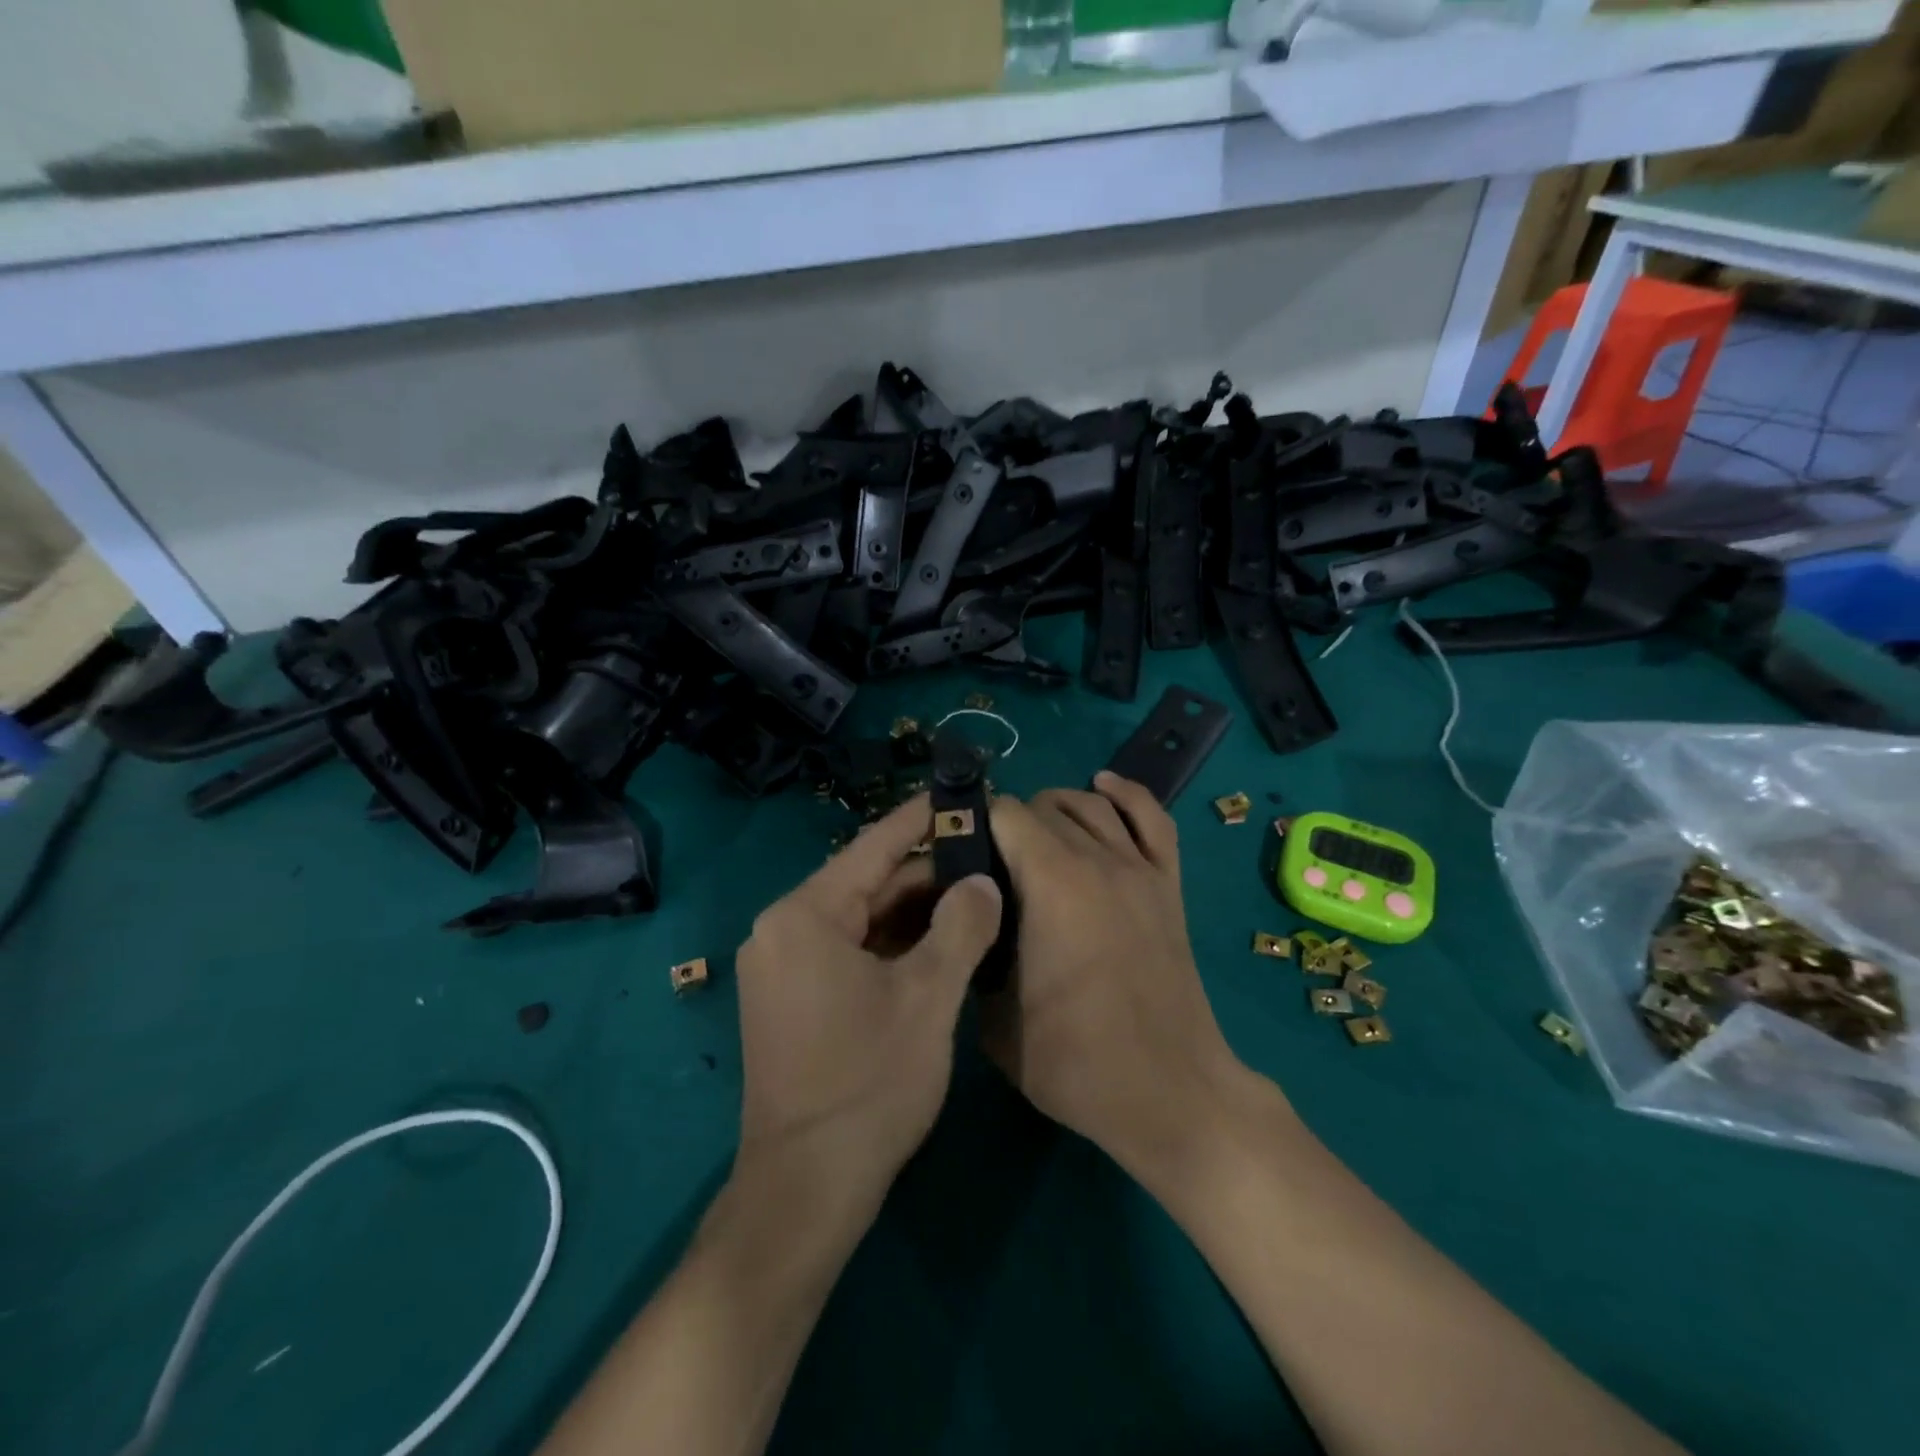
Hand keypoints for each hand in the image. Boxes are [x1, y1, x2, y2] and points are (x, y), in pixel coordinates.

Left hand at [733, 795, 1003, 1216]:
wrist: (805, 1191)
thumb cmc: (868, 1084)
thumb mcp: (929, 997)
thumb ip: (962, 926)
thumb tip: (983, 880)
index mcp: (805, 915)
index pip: (874, 847)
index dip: (921, 817)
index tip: (961, 792)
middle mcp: (783, 930)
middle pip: (867, 883)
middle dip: (928, 874)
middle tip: (988, 858)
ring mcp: (783, 967)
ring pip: (861, 919)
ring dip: (915, 912)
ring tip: (976, 896)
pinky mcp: (792, 1000)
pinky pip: (849, 951)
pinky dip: (893, 945)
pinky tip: (941, 944)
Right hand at [985, 772, 1247, 1173]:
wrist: (1170, 1093)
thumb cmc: (1075, 1062)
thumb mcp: (994, 1020)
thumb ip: (975, 955)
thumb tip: (970, 919)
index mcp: (1051, 883)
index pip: (1003, 814)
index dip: (974, 826)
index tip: (958, 854)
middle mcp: (1096, 859)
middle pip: (1043, 806)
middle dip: (1009, 824)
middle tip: (991, 865)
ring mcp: (1139, 868)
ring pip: (1090, 804)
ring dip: (1055, 808)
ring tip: (1033, 834)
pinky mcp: (1168, 884)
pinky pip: (1152, 818)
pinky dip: (1125, 794)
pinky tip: (1103, 785)